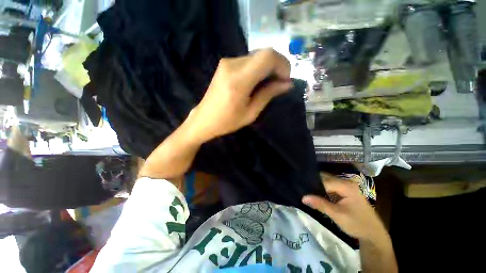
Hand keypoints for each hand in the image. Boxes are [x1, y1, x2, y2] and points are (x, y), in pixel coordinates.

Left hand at [188, 48, 292, 141]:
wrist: (204, 119)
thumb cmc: (227, 121)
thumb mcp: (251, 113)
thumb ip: (268, 94)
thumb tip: (287, 84)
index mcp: (239, 80)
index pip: (267, 57)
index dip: (282, 64)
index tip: (285, 80)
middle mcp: (232, 65)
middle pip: (264, 53)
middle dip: (277, 66)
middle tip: (280, 83)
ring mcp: (227, 62)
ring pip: (257, 56)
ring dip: (268, 67)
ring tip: (269, 84)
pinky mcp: (225, 64)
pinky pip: (248, 60)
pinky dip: (258, 68)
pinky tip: (258, 81)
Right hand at [302, 175, 385, 240]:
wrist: (373, 234)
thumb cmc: (357, 224)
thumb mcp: (337, 215)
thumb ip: (320, 204)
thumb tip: (303, 197)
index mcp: (346, 186)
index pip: (324, 181)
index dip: (312, 185)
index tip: (301, 187)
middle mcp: (346, 182)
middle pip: (326, 179)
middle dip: (314, 183)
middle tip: (302, 187)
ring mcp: (347, 186)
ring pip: (327, 182)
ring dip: (318, 186)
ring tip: (306, 190)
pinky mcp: (346, 191)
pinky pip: (331, 187)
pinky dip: (323, 189)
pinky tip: (316, 193)